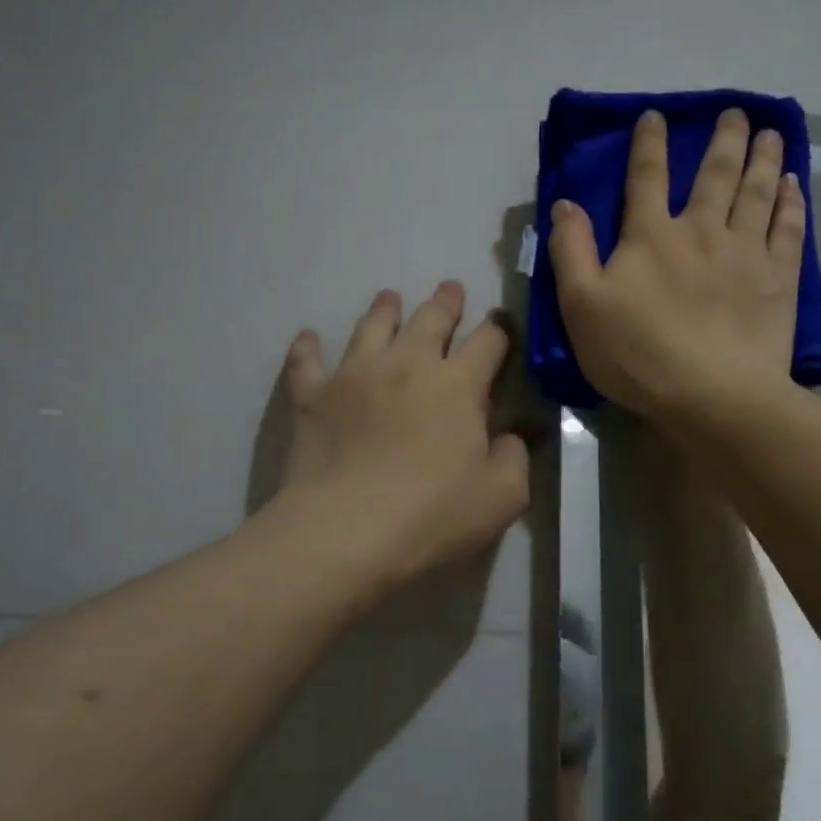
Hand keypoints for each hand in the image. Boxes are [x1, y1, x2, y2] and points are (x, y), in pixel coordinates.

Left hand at [275, 282, 529, 590]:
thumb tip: (511, 435)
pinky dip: (307, 347)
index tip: (501, 325)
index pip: (488, 342)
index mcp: (458, 385)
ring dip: (385, 309)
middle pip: (431, 319)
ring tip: (389, 297)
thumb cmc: (432, 514)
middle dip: (446, 302)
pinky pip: (306, 362)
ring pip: (372, 326)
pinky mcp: (312, 396)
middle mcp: (407, 365)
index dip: (500, 330)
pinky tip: (308, 338)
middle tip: (451, 289)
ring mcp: (355, 375)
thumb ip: (514, 457)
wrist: (346, 531)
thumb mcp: (502, 496)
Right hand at [547, 107, 804, 421]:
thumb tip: (565, 203)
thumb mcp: (582, 307)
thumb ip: (571, 251)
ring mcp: (747, 251)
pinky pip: (789, 228)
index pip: (647, 177)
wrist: (713, 395)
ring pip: (758, 191)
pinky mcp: (779, 278)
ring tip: (771, 132)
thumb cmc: (639, 354)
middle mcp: (702, 230)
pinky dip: (792, 202)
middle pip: (715, 173)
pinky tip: (794, 185)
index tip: (656, 116)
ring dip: (764, 158)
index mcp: (651, 236)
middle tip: (736, 112)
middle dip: (724, 139)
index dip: (649, 143)